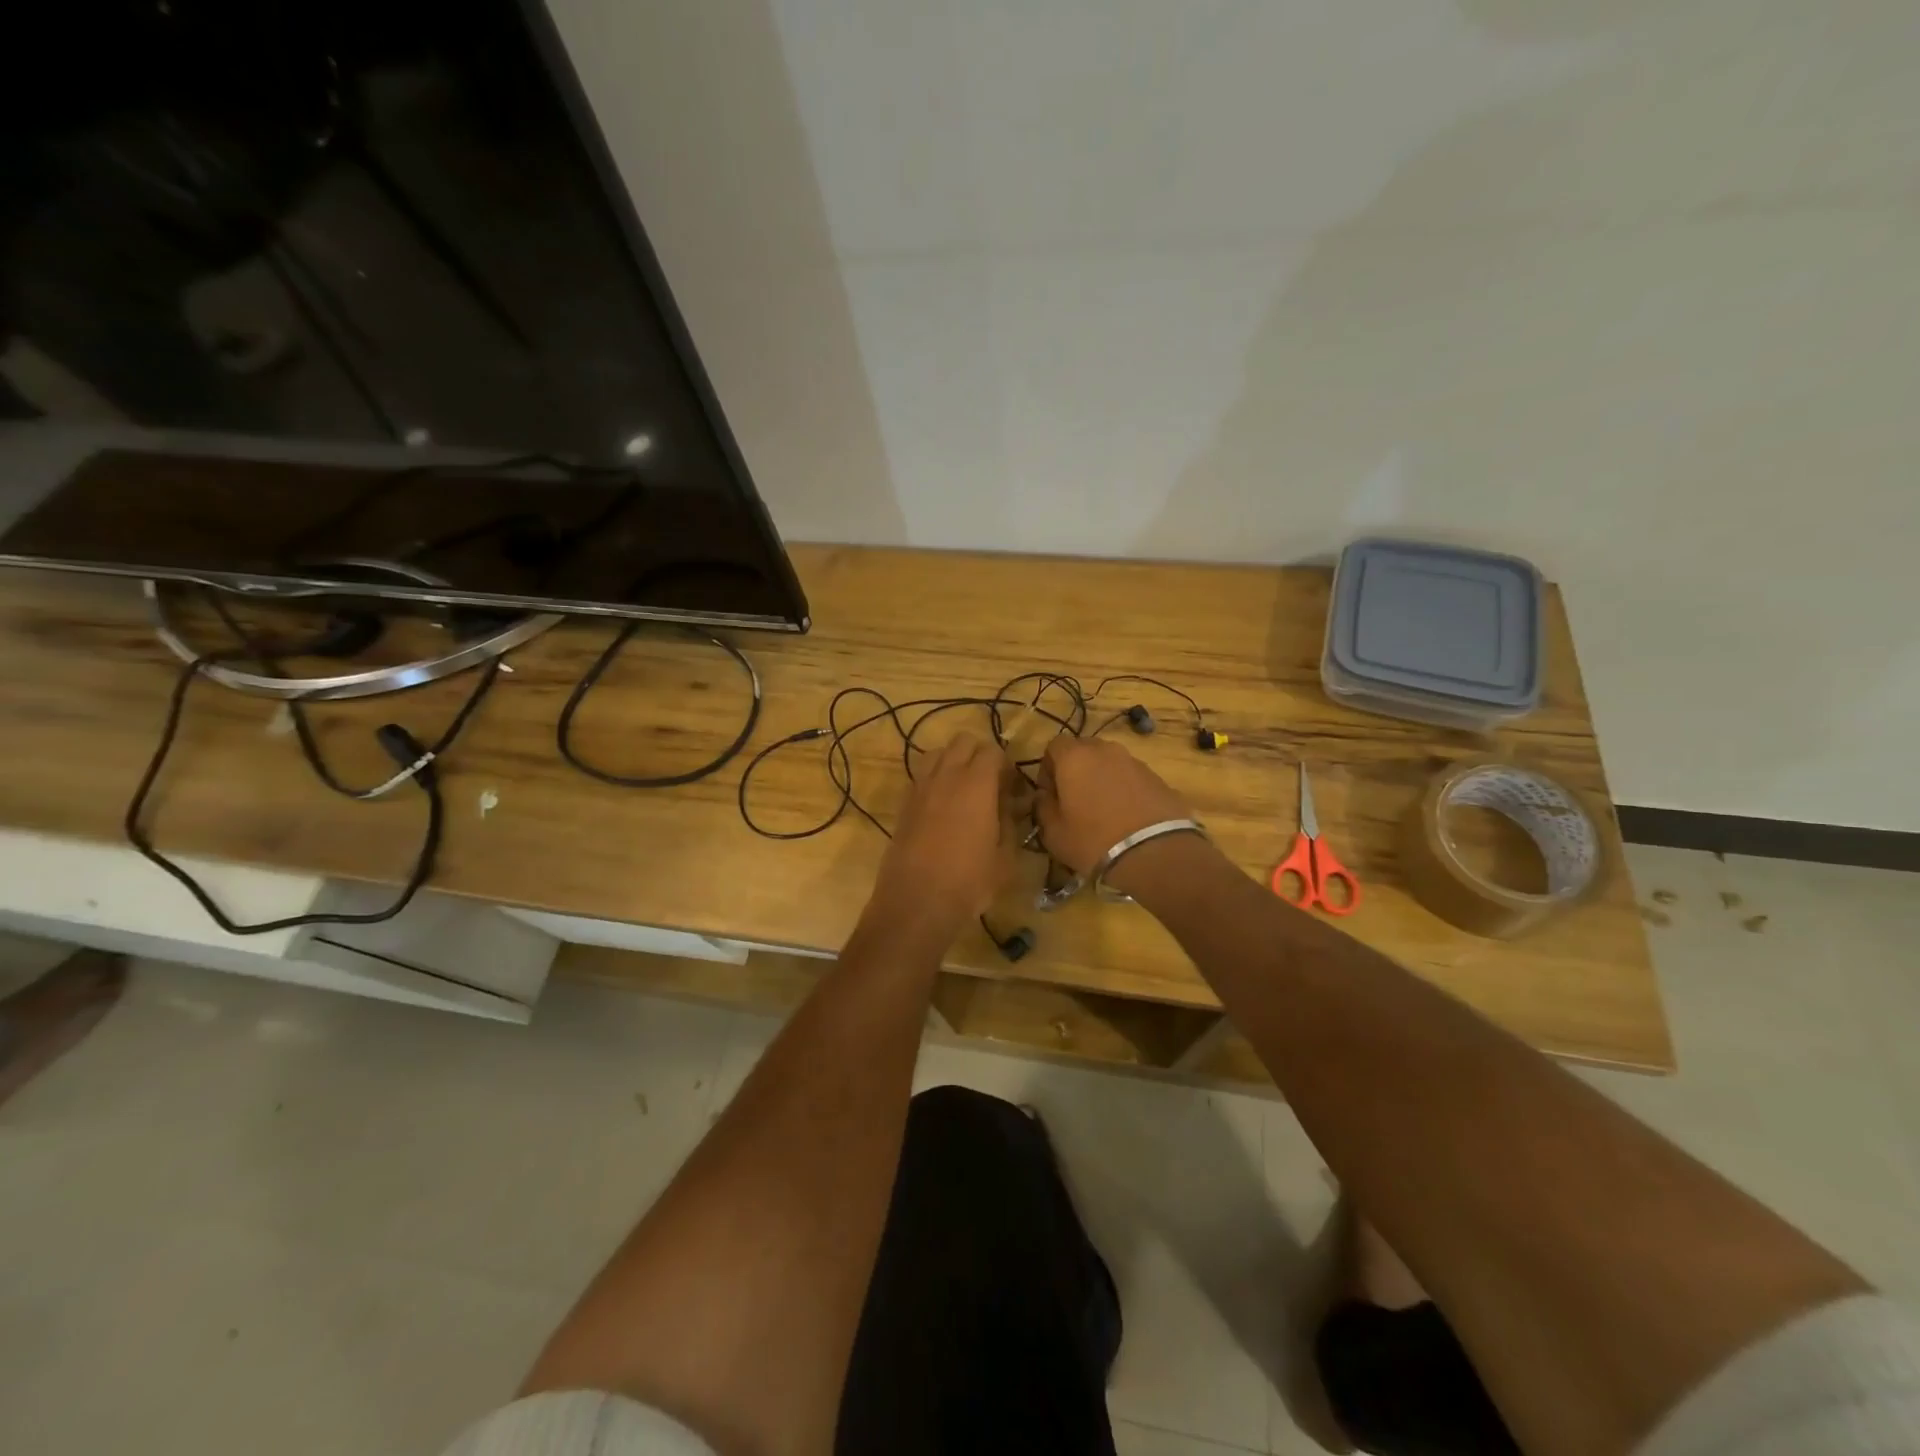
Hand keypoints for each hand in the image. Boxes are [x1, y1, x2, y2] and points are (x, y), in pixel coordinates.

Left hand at [870, 734, 1021, 938]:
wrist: (916, 902)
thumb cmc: (969, 882)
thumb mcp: (1005, 858)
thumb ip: (1010, 822)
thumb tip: (1010, 805)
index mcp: (976, 784)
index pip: (993, 750)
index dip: (1006, 765)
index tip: (1012, 789)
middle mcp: (946, 776)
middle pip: (963, 742)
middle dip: (979, 755)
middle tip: (990, 784)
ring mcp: (920, 787)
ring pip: (938, 753)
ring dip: (953, 761)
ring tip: (963, 790)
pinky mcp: (904, 803)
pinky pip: (921, 776)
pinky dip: (934, 779)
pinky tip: (942, 807)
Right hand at [1036, 736, 1193, 890]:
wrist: (1155, 853)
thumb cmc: (1093, 841)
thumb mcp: (1053, 832)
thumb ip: (1043, 807)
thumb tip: (1044, 796)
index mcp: (1075, 757)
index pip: (1053, 746)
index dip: (1048, 768)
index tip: (1050, 794)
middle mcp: (1106, 750)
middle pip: (1084, 750)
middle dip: (1076, 771)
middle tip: (1075, 801)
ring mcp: (1135, 762)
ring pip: (1110, 764)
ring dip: (1102, 780)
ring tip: (1104, 812)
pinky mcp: (1158, 778)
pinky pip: (1132, 778)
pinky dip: (1125, 791)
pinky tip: (1127, 818)